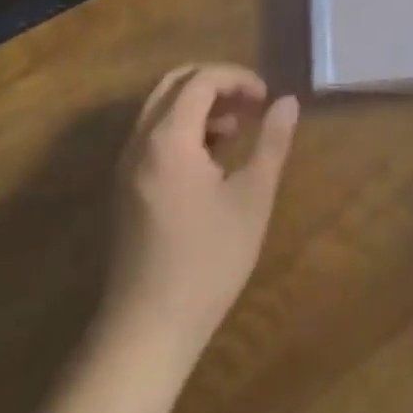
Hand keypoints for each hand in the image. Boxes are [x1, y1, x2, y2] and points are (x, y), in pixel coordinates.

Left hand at [103, 63, 299, 360]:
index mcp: (169, 137)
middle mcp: (140, 141)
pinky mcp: (124, 190)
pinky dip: (182, 128)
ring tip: (235, 131)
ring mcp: (127, 166)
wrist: (146, 334)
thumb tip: (288, 102)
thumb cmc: (206, 261)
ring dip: (198, 106)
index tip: (266, 98)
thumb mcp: (251, 199)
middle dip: (215, 83)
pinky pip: (152, 135)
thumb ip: (271, 143)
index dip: (237, 78)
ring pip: (161, 109)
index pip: (202, 80)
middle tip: (249, 103)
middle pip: (175, 84)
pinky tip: (210, 160)